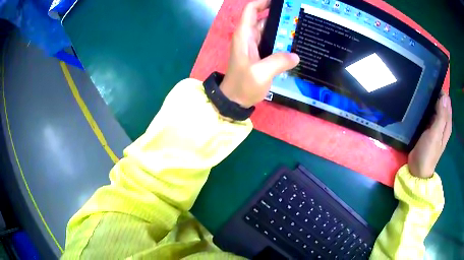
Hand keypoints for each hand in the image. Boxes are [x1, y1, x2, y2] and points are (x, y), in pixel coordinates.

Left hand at [220, 0, 299, 107]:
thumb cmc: (243, 85)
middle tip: (298, 17)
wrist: (235, 100)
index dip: (263, 2)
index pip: (251, 10)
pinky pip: (273, 42)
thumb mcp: (260, 73)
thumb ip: (278, 62)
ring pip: (270, 30)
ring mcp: (255, 46)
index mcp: (244, 35)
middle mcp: (249, 37)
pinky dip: (282, 41)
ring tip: (301, 28)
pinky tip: (295, 44)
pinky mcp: (260, 54)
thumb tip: (296, 56)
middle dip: (280, 15)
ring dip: (283, 29)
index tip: (281, 2)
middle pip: (263, 18)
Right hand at [408, 94, 451, 177]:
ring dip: (430, 101)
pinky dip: (427, 108)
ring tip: (421, 93)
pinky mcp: (429, 128)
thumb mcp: (436, 134)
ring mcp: (436, 126)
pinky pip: (429, 114)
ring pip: (435, 107)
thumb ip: (441, 116)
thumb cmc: (428, 153)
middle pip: (441, 103)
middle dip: (435, 94)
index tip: (431, 86)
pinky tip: (421, 104)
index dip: (441, 92)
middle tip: (425, 89)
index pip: (447, 102)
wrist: (417, 170)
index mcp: (447, 124)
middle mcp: (443, 123)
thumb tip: (445, 96)